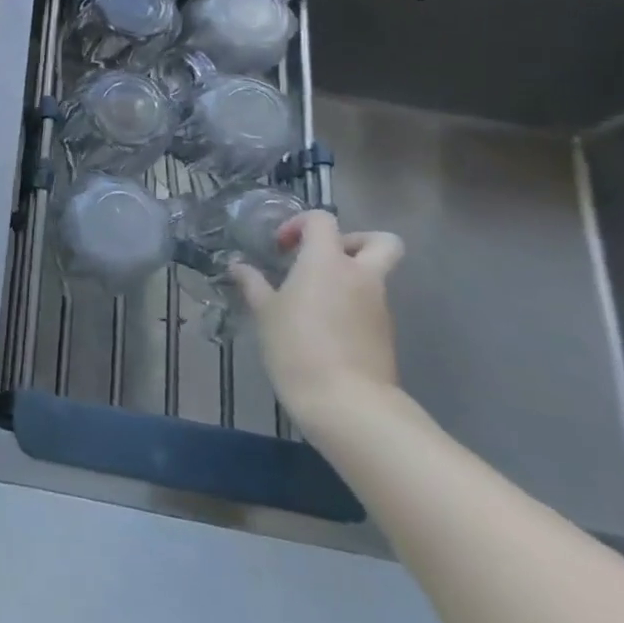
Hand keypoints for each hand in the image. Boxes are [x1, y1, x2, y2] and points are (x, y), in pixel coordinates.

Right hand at [229, 211, 404, 435]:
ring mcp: (379, 305)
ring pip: (374, 275)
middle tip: (322, 258)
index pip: (322, 220)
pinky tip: (323, 327)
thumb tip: (238, 266)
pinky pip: (370, 304)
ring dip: (348, 277)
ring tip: (312, 299)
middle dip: (354, 240)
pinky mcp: (384, 332)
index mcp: (327, 261)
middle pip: (379, 240)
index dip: (300, 224)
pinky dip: (351, 305)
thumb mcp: (264, 312)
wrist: (346, 402)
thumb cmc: (296, 346)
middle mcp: (360, 276)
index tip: (281, 247)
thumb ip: (253, 284)